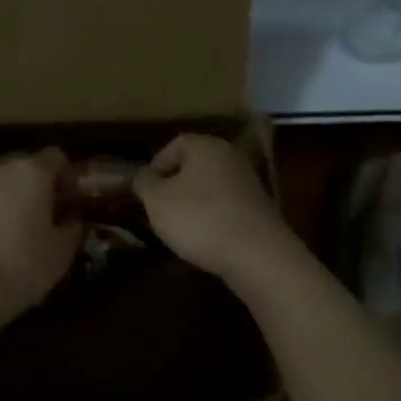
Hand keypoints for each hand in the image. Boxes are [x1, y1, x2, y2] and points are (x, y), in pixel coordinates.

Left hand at [0, 149, 81, 334]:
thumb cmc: (18, 267)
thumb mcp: (60, 254)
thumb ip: (71, 228)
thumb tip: (71, 217)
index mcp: (31, 173)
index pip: (55, 157)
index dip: (65, 176)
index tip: (69, 200)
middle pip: (21, 165)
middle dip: (32, 185)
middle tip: (38, 215)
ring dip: (2, 195)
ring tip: (5, 228)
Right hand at [133, 134, 305, 285]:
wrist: (258, 255)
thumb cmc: (200, 219)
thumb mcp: (157, 201)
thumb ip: (143, 182)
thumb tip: (142, 175)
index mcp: (206, 145)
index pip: (174, 145)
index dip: (155, 166)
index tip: (144, 191)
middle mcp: (230, 156)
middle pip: (193, 165)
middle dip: (174, 186)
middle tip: (159, 209)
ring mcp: (248, 182)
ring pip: (210, 186)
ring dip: (193, 203)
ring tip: (180, 227)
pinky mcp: (259, 207)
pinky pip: (226, 205)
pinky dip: (213, 217)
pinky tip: (206, 238)